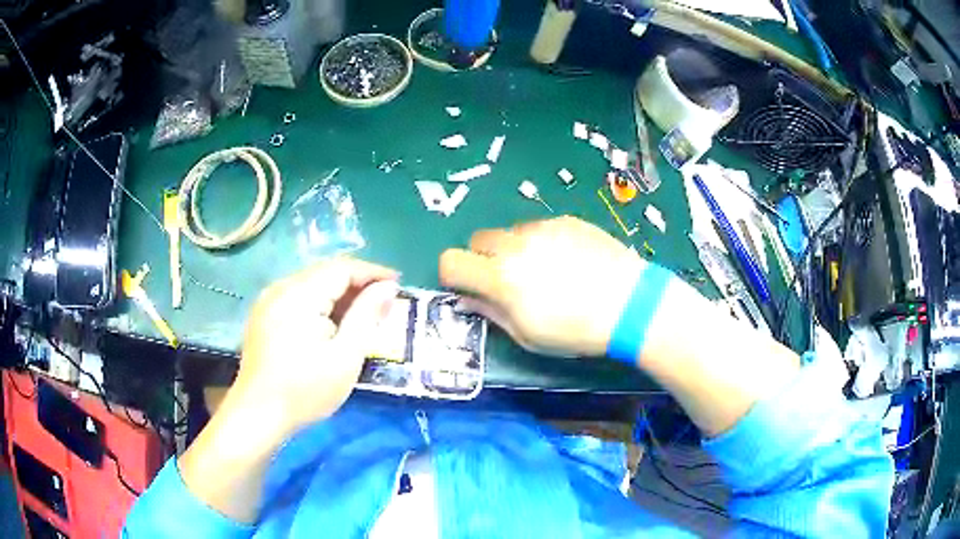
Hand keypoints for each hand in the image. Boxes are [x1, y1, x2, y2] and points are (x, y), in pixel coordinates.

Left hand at [231, 258, 398, 432]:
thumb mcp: (345, 356)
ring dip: (339, 294)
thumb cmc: (305, 390)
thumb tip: (387, 287)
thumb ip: (367, 315)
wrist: (258, 414)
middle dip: (357, 283)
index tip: (398, 284)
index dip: (373, 272)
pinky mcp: (263, 315)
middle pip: (325, 272)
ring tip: (362, 314)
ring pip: (311, 284)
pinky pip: (297, 297)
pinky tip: (330, 324)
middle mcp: (281, 288)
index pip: (342, 268)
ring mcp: (268, 301)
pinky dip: (320, 303)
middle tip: (384, 302)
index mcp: (300, 294)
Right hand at [440, 216, 643, 356]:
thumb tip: (468, 298)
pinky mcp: (565, 220)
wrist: (630, 304)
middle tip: (507, 280)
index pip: (451, 261)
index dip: (453, 274)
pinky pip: (538, 227)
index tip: (470, 286)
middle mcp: (515, 246)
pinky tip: (569, 260)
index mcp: (501, 278)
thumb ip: (491, 312)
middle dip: (483, 259)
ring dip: (513, 249)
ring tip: (545, 271)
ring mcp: (542, 228)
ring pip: (509, 233)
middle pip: (477, 239)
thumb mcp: (528, 335)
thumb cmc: (576, 330)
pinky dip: (541, 242)